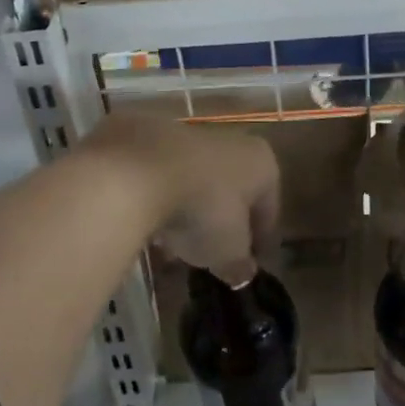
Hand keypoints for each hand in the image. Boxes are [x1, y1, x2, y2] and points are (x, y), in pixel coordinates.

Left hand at [83, 114, 279, 280]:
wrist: (136, 172)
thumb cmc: (202, 210)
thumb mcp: (227, 251)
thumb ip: (239, 264)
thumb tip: (242, 272)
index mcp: (261, 162)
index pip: (268, 207)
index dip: (260, 240)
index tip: (249, 264)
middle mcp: (229, 139)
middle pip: (229, 189)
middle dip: (219, 222)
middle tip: (209, 255)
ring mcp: (185, 133)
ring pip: (193, 179)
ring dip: (186, 209)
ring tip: (172, 246)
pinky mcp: (147, 135)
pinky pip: (159, 175)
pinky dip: (156, 197)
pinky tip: (145, 225)